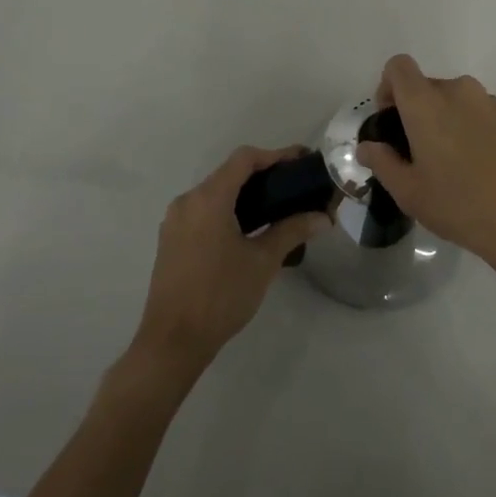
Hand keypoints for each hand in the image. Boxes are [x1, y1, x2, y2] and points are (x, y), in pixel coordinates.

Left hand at [132, 146, 329, 372]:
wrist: (172, 342)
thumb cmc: (220, 295)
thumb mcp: (263, 261)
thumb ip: (292, 230)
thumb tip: (323, 217)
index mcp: (208, 199)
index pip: (244, 159)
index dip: (276, 155)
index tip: (302, 162)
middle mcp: (187, 202)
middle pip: (229, 173)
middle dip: (264, 174)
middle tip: (295, 185)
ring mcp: (175, 221)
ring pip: (216, 193)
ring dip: (246, 193)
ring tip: (278, 206)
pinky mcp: (172, 240)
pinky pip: (204, 211)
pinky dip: (229, 209)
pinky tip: (250, 229)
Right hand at [355, 54, 495, 288]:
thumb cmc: (459, 204)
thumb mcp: (409, 191)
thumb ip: (382, 162)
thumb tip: (368, 146)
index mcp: (426, 103)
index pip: (398, 67)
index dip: (387, 87)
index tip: (390, 121)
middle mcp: (457, 91)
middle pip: (425, 85)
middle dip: (414, 111)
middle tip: (415, 154)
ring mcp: (487, 102)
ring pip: (453, 99)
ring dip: (442, 120)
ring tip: (446, 163)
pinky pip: (476, 111)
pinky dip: (467, 127)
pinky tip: (474, 165)